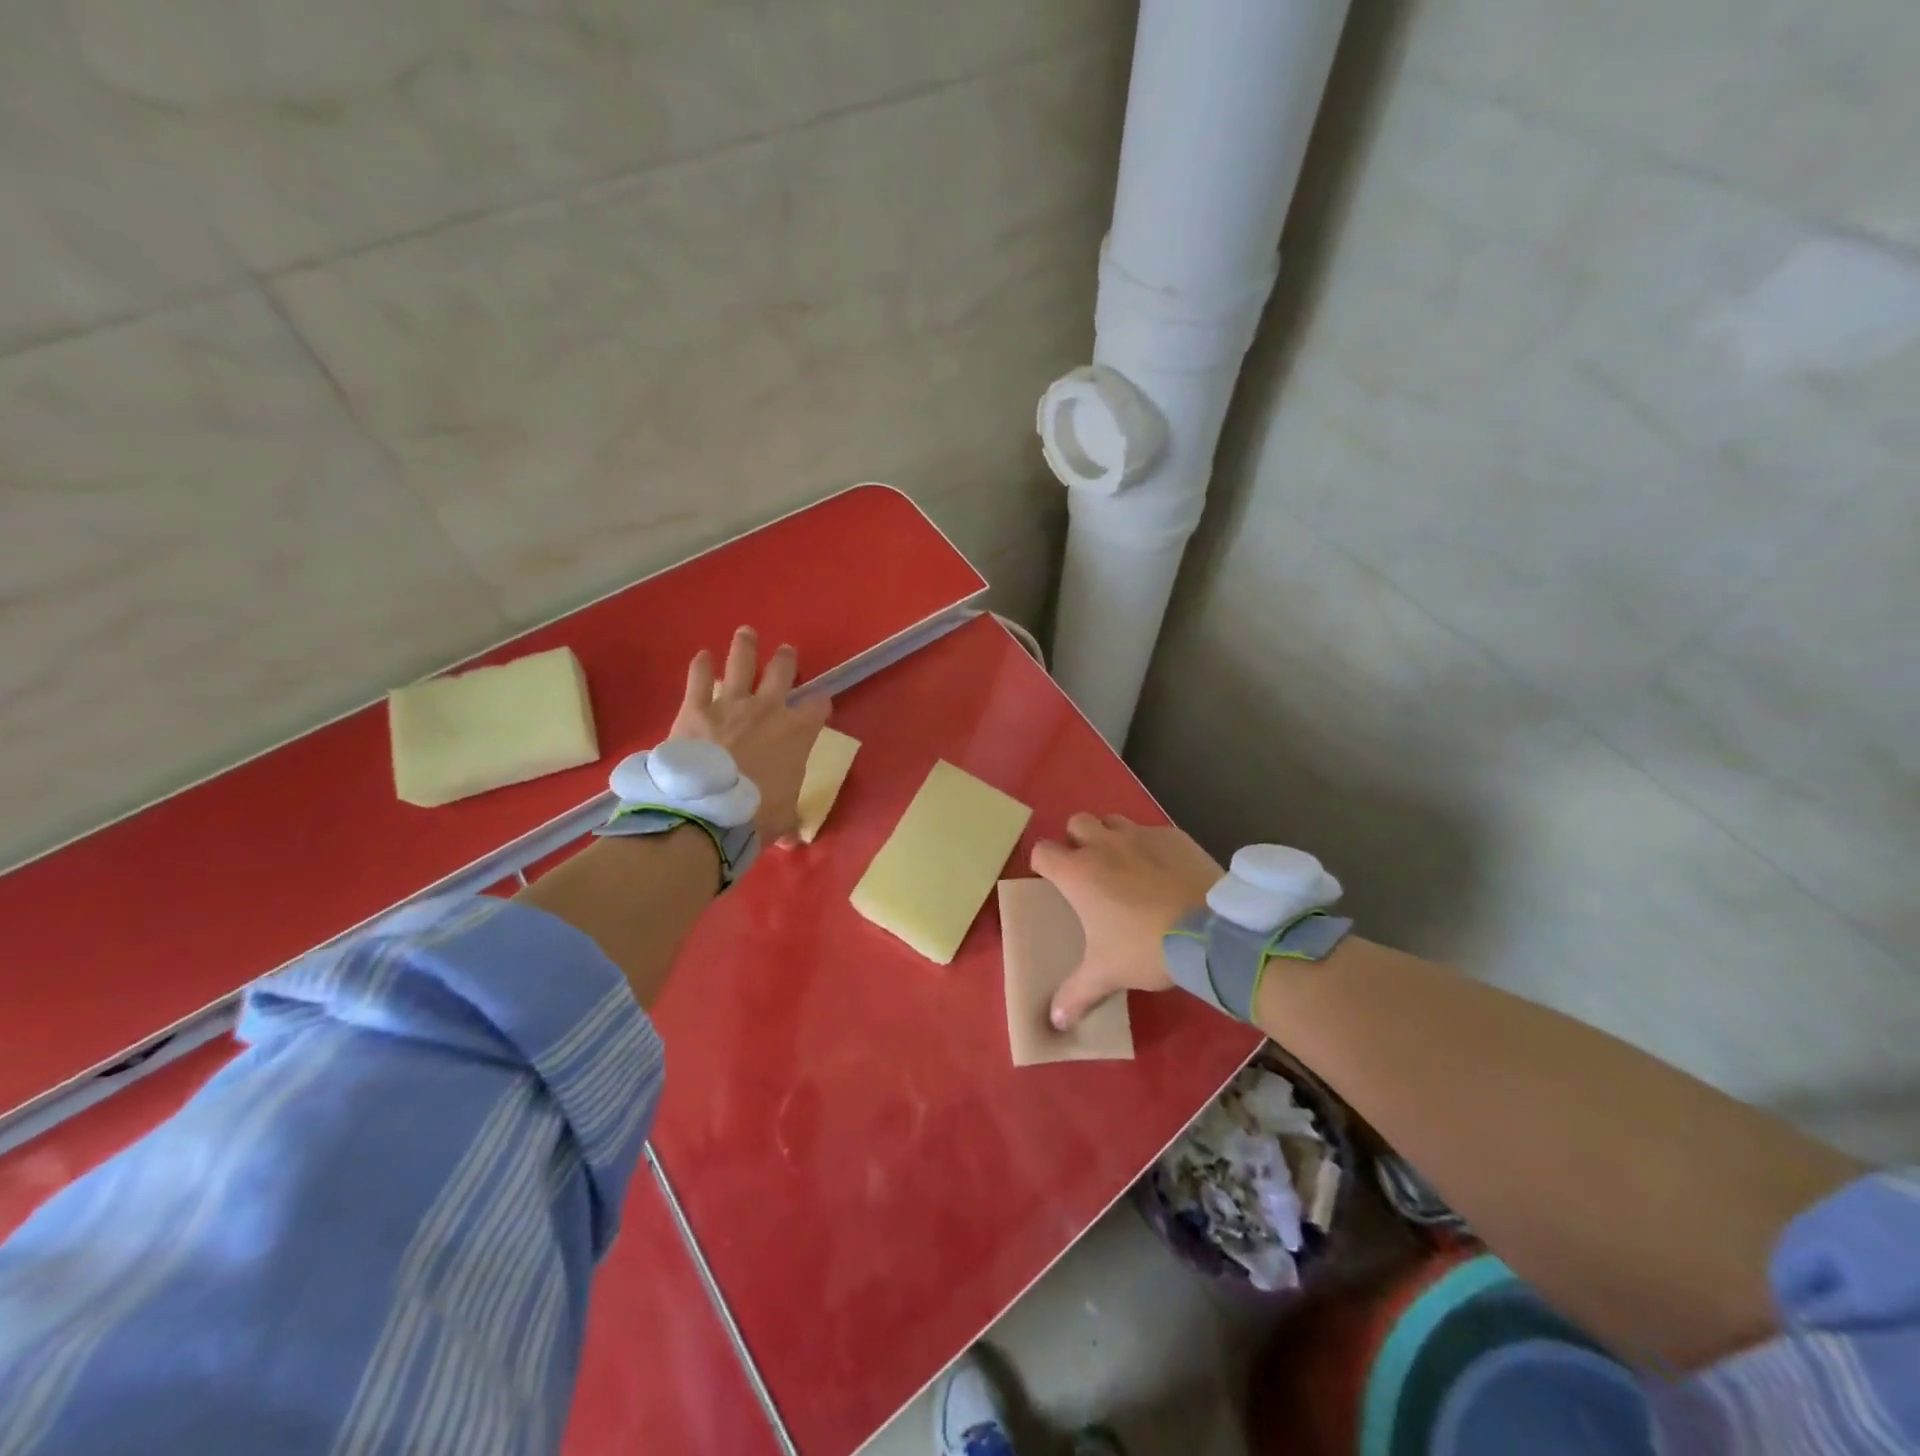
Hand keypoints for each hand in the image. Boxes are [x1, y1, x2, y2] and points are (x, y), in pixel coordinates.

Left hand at [670, 627, 830, 842]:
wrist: (706, 813)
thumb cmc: (755, 816)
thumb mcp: (783, 821)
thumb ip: (788, 820)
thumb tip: (789, 837)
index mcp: (797, 733)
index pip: (817, 707)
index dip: (820, 704)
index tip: (820, 704)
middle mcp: (768, 710)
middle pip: (781, 674)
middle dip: (785, 661)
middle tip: (786, 651)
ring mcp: (730, 705)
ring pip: (741, 664)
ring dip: (745, 647)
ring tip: (746, 633)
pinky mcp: (695, 709)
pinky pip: (699, 679)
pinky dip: (701, 666)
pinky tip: (702, 656)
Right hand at [1030, 814, 1223, 1030]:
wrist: (1210, 931)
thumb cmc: (1145, 947)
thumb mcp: (1107, 974)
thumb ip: (1076, 994)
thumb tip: (1055, 1023)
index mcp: (1078, 872)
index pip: (1042, 851)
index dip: (1043, 864)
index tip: (1052, 881)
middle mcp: (1103, 844)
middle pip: (1077, 823)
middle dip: (1078, 841)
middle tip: (1090, 870)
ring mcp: (1140, 835)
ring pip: (1114, 820)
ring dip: (1111, 836)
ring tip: (1125, 865)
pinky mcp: (1173, 836)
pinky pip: (1152, 832)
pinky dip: (1150, 847)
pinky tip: (1164, 872)